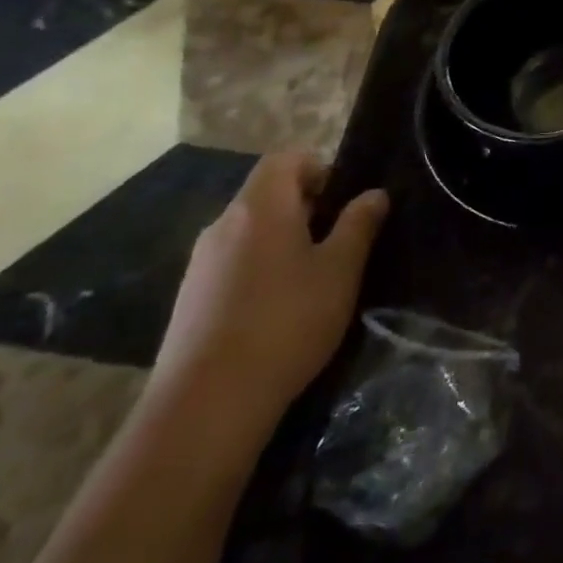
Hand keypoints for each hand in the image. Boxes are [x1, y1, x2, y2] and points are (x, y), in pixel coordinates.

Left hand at [150, 151, 388, 435]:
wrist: (206, 404)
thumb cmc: (287, 322)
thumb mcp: (341, 270)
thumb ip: (359, 225)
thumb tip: (374, 194)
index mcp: (260, 207)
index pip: (285, 159)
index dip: (319, 168)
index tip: (344, 201)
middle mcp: (223, 225)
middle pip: (267, 194)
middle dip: (306, 208)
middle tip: (339, 242)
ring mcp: (200, 264)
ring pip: (250, 231)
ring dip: (283, 241)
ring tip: (313, 279)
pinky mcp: (189, 300)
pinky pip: (232, 264)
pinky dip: (259, 269)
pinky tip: (278, 311)